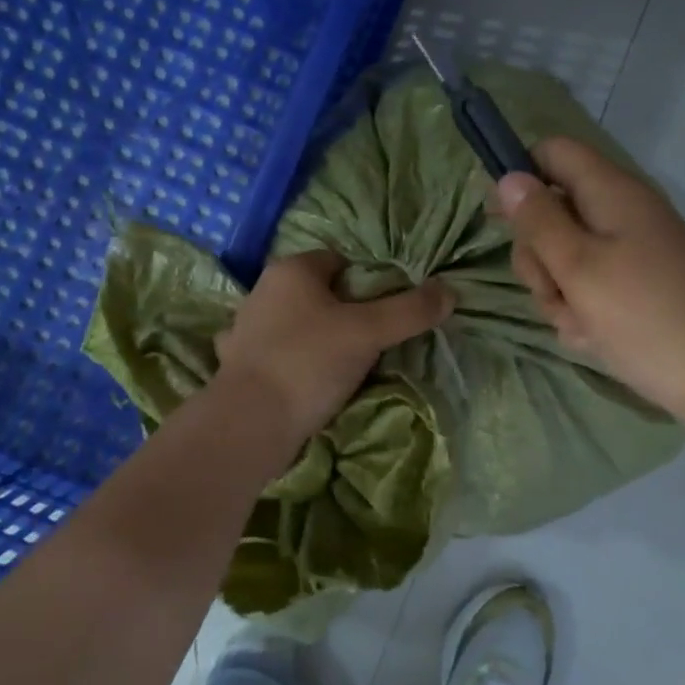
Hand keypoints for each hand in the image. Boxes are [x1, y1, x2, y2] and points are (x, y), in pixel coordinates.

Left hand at [213, 250, 453, 446]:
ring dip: (316, 338)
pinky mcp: (236, 364)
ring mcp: (243, 328)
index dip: (366, 283)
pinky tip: (306, 382)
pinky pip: (275, 354)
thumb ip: (410, 310)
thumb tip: (449, 290)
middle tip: (369, 342)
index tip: (382, 312)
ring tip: (341, 367)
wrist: (249, 423)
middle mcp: (262, 291)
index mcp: (291, 270)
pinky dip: (290, 363)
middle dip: (343, 312)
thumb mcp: (368, 332)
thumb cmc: (309, 362)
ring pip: (295, 324)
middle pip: (317, 293)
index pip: (338, 261)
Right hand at [494, 138, 684, 419]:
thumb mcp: (577, 266)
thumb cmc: (644, 316)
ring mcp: (630, 250)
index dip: (521, 176)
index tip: (500, 219)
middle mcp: (621, 212)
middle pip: (552, 210)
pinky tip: (595, 336)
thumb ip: (537, 220)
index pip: (553, 153)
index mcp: (611, 192)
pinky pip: (589, 284)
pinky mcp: (636, 284)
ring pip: (565, 255)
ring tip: (580, 322)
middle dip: (538, 254)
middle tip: (553, 288)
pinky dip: (582, 309)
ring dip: (557, 290)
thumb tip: (508, 176)